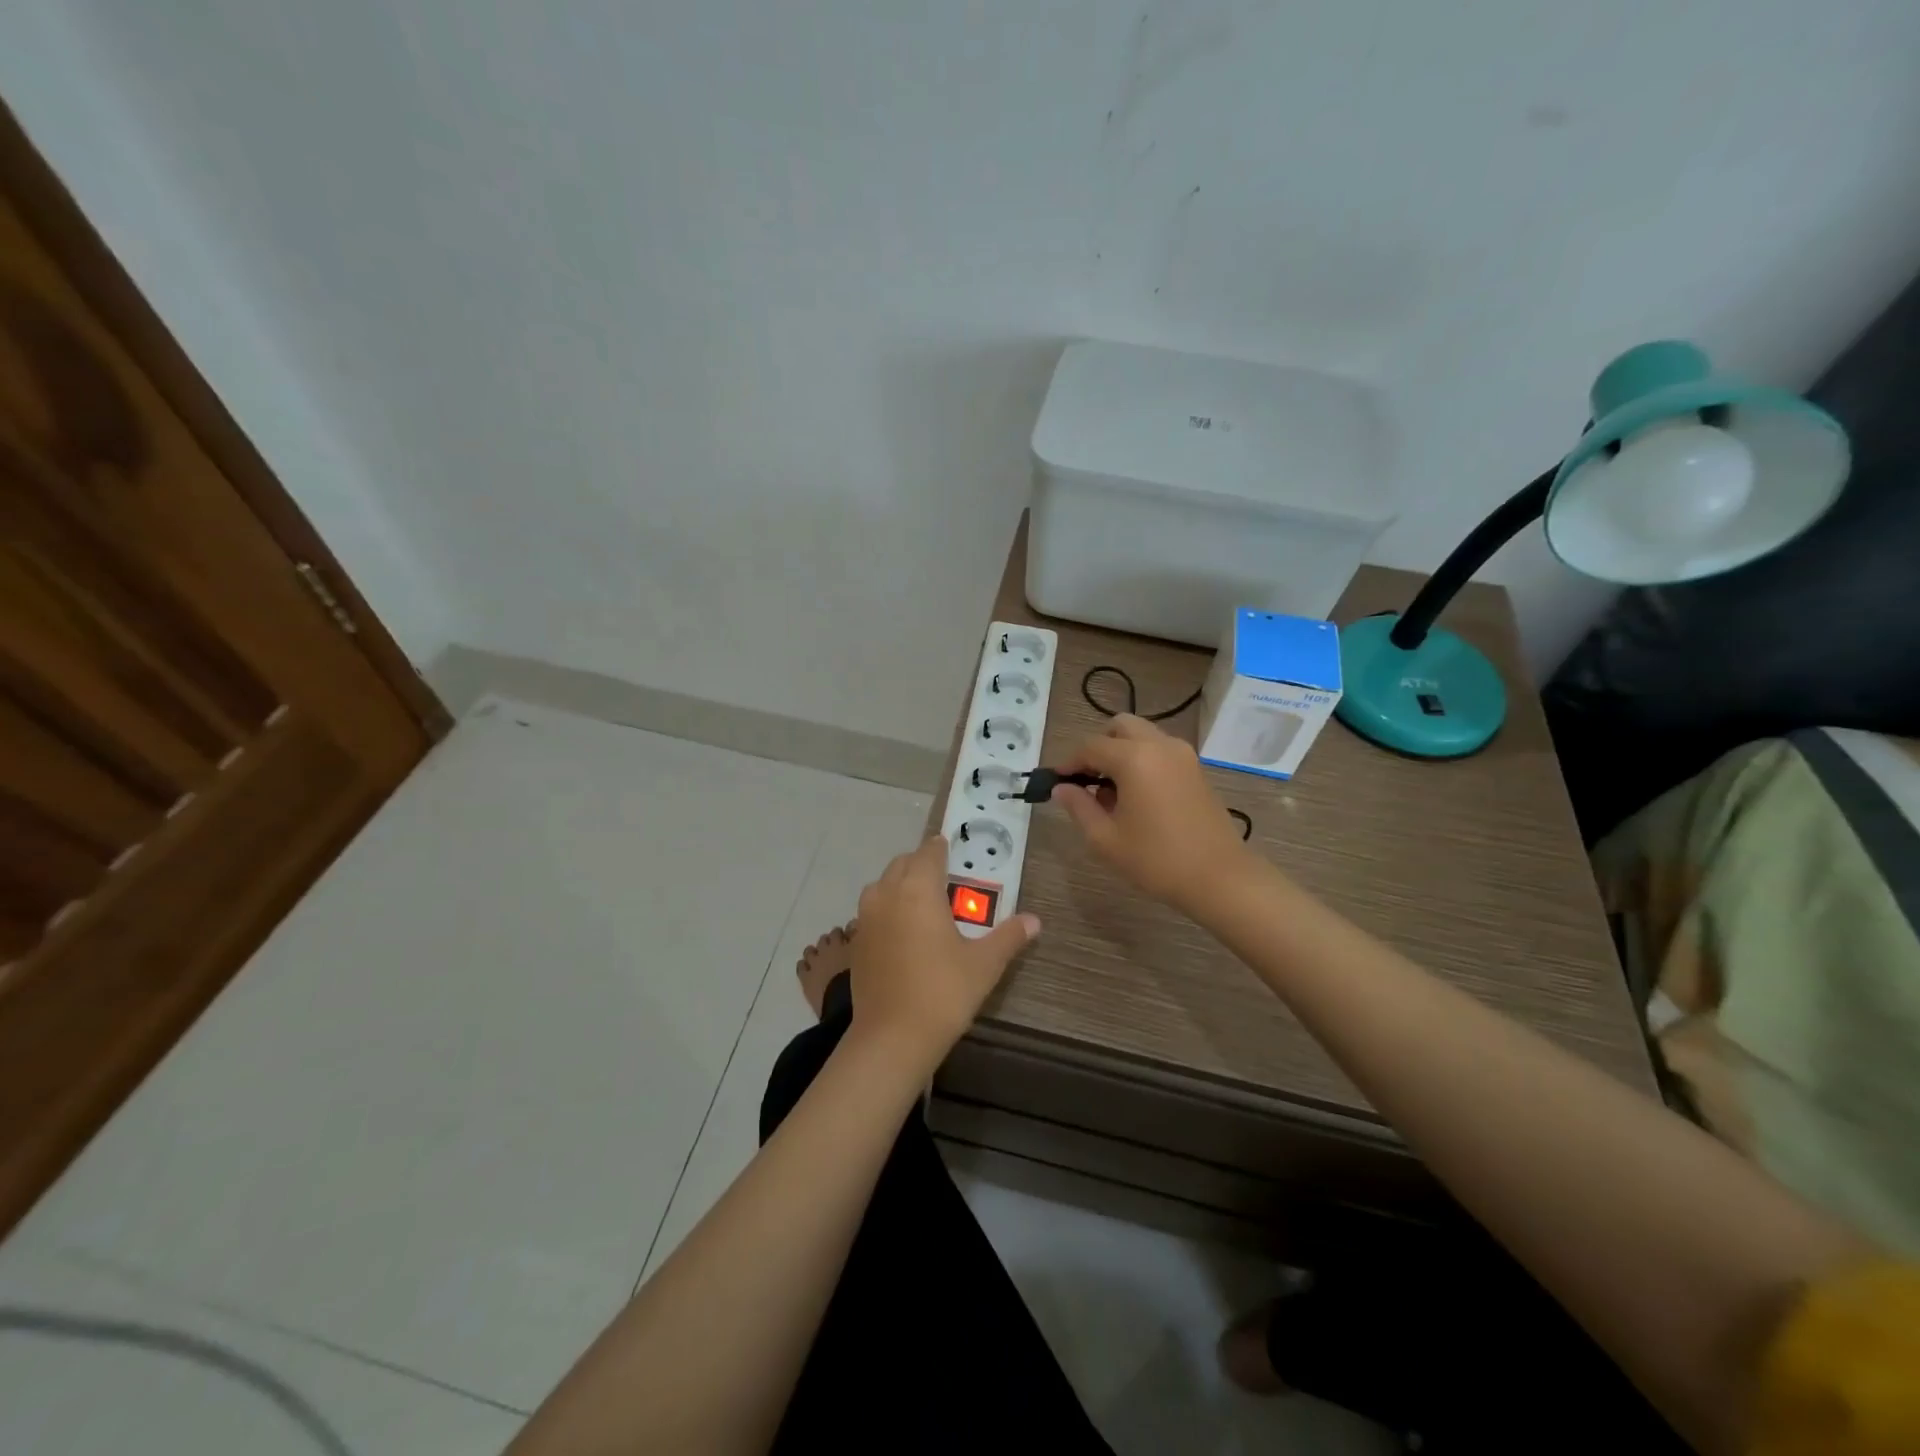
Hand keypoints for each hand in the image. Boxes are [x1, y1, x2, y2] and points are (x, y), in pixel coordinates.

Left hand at [850, 836, 1039, 1065]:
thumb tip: (1035, 921)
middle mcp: (887, 894)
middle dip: (922, 864)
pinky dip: (888, 907)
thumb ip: (1009, 936)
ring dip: (901, 883)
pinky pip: (873, 909)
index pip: (929, 852)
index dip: (942, 848)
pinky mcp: (856, 941)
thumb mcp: (984, 964)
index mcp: (919, 889)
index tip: (954, 850)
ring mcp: (866, 917)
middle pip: (903, 863)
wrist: (892, 1038)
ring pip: (883, 884)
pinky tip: (904, 931)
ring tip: (924, 904)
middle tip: (946, 880)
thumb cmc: (942, 993)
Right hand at [1052, 714, 1253, 912]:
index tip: (1057, 780)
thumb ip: (1079, 807)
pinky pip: (1160, 749)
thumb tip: (1061, 788)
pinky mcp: (1196, 768)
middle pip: (1120, 726)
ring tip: (1112, 790)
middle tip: (1087, 778)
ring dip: (1122, 751)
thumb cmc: (1157, 860)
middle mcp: (1159, 745)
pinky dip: (1142, 759)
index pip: (1091, 747)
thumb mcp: (1106, 839)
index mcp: (1134, 758)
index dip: (1069, 762)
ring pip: (1143, 735)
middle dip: (1098, 746)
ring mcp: (1182, 754)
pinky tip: (1137, 795)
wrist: (1220, 877)